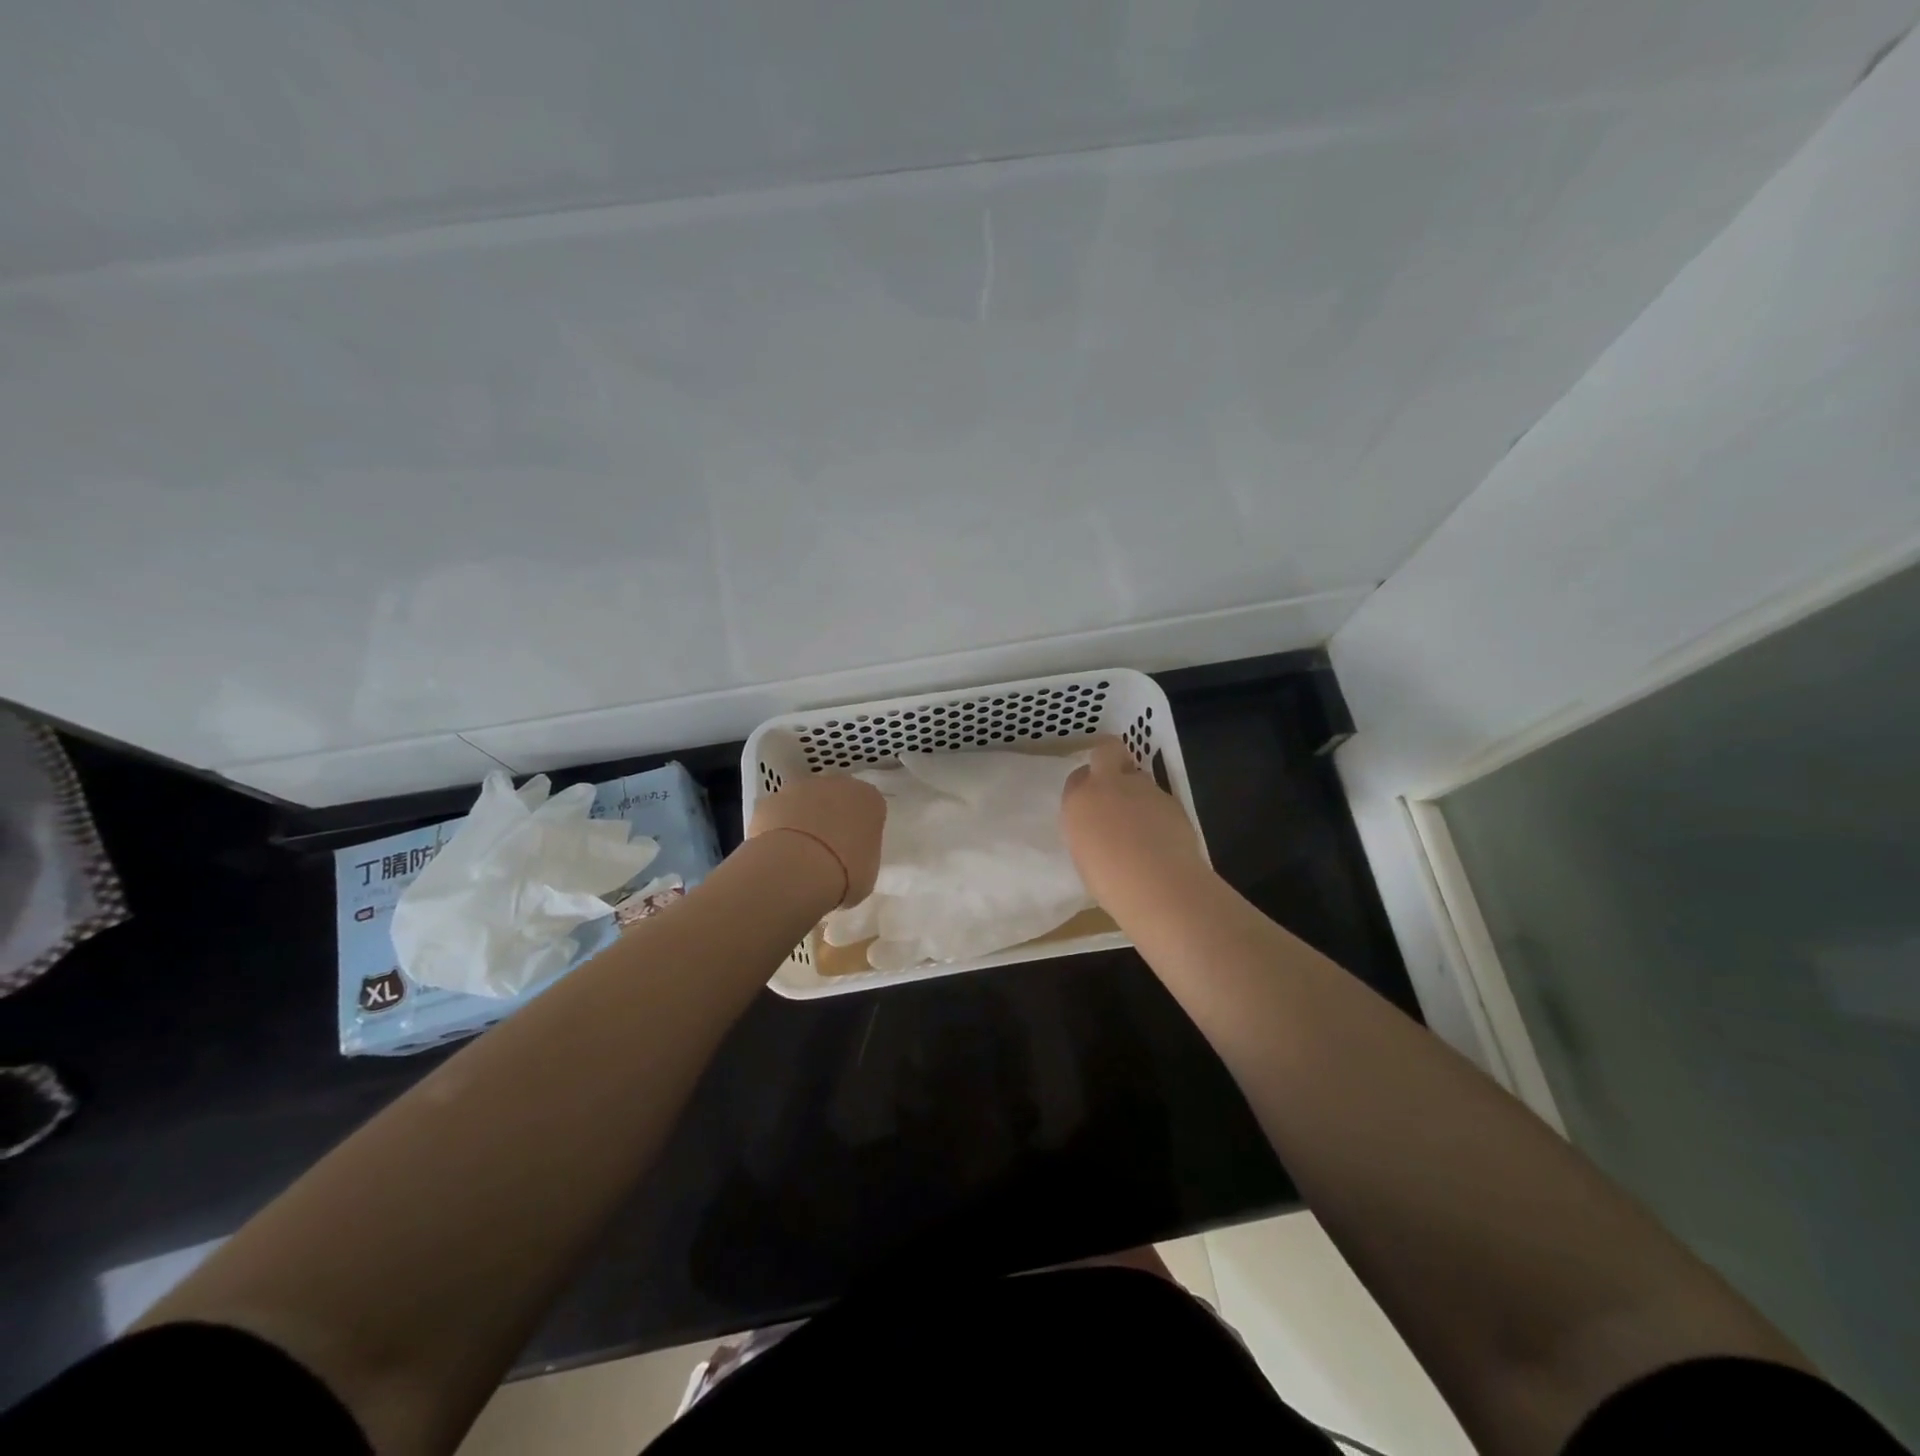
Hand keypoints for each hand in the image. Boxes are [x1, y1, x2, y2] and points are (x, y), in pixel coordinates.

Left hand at [748, 773, 885, 907]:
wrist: (796, 870)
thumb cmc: (845, 873)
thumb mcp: (867, 872)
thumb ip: (861, 856)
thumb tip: (848, 861)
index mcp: (868, 799)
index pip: (869, 808)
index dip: (861, 830)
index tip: (855, 851)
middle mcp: (837, 785)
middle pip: (836, 799)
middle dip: (831, 820)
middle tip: (827, 853)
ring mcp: (799, 789)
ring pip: (804, 803)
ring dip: (802, 822)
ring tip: (798, 858)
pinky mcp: (769, 801)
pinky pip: (777, 815)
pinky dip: (777, 830)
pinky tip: (777, 856)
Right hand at [1061, 737, 1207, 910]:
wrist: (1157, 885)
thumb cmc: (1109, 881)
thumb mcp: (1084, 854)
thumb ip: (1089, 829)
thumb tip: (1102, 826)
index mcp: (1078, 800)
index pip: (1077, 776)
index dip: (1086, 785)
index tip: (1092, 802)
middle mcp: (1107, 785)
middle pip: (1107, 751)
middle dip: (1110, 758)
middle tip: (1115, 783)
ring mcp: (1142, 787)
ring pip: (1138, 777)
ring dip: (1138, 793)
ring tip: (1143, 826)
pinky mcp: (1170, 798)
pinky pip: (1159, 798)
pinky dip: (1159, 812)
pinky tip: (1162, 838)